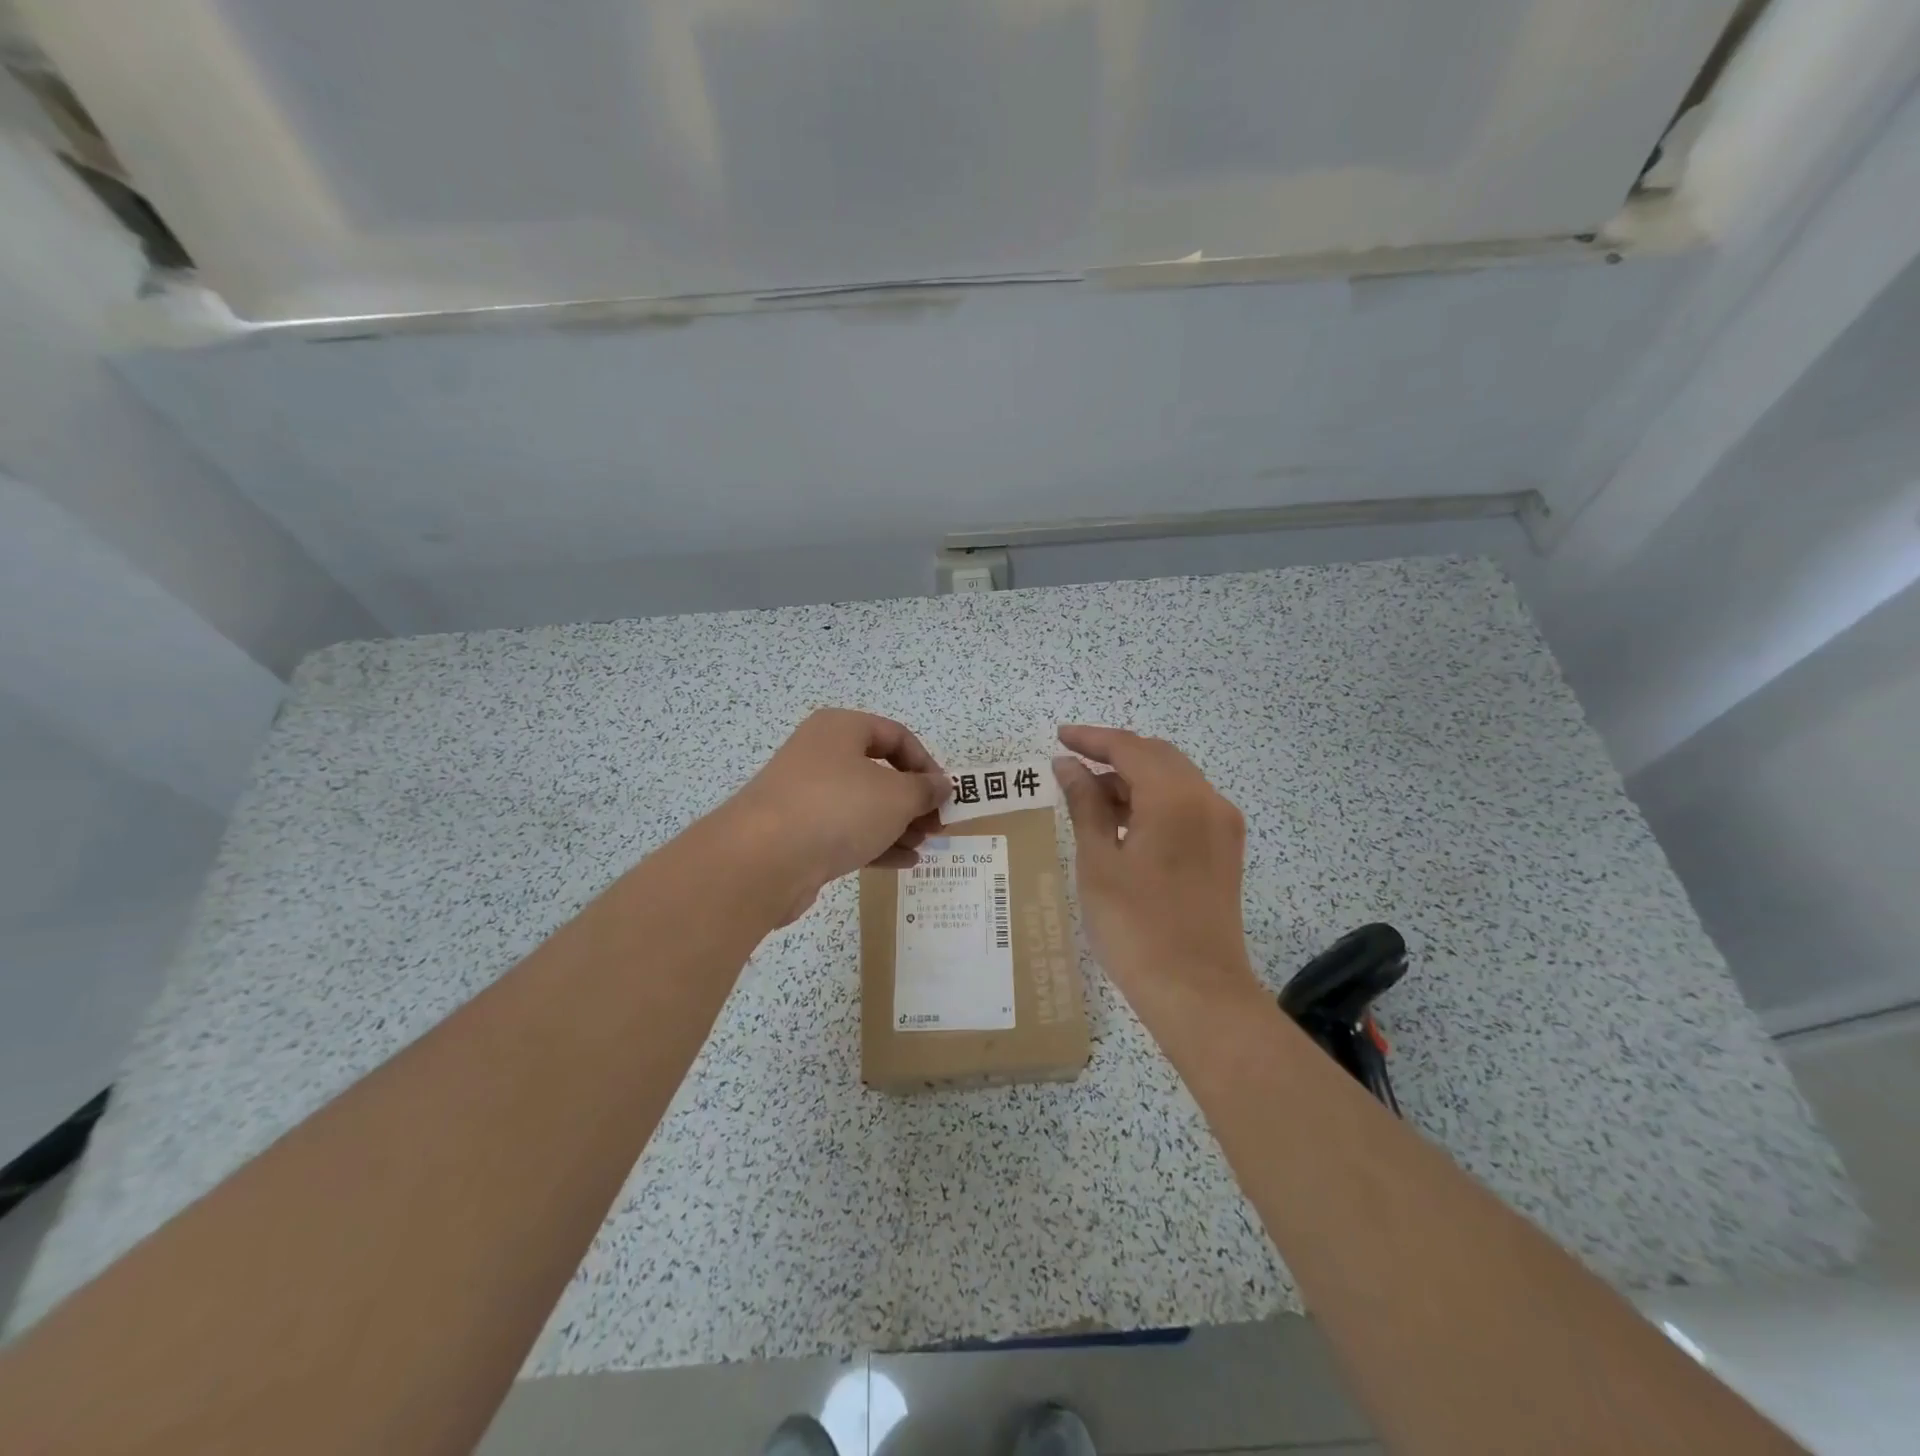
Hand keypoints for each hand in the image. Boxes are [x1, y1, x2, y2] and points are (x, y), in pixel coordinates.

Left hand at [724, 709, 950, 923]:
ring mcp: (805, 795)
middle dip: (913, 799)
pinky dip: (875, 843)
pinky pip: (845, 832)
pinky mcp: (797, 833)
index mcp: (840, 729)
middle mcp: (820, 755)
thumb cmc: (838, 809)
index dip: (926, 763)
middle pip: (878, 772)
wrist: (763, 859)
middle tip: (936, 824)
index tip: (944, 793)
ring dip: (898, 824)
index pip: (895, 735)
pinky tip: (904, 862)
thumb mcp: (896, 796)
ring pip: (862, 804)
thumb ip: (925, 789)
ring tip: (925, 845)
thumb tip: (942, 785)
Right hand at [1052, 725, 1263, 1023]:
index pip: (1130, 748)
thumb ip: (1085, 804)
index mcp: (1175, 798)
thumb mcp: (1098, 861)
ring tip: (1090, 795)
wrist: (1197, 992)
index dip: (1092, 739)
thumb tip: (1069, 766)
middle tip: (1072, 763)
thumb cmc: (1136, 926)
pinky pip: (1186, 805)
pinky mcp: (1225, 849)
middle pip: (1157, 756)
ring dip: (1133, 778)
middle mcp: (1207, 800)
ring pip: (1174, 779)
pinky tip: (1123, 821)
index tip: (1059, 737)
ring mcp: (1222, 825)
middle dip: (1114, 754)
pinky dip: (1153, 801)